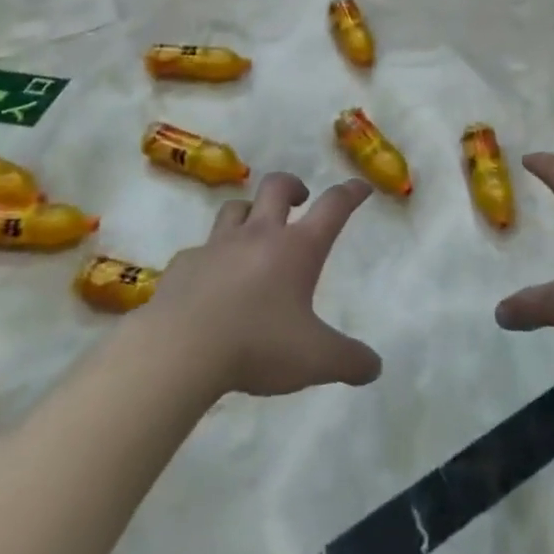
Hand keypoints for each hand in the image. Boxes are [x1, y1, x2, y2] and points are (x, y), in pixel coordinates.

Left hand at [149, 173, 380, 397]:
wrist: (178, 350)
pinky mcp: (183, 264)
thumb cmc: (256, 345)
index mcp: (297, 248)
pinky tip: (209, 278)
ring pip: (235, 208)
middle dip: (292, 186)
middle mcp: (259, 235)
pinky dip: (209, 256)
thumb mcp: (314, 360)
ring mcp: (217, 246)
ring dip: (249, 211)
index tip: (360, 186)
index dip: (350, 193)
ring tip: (254, 229)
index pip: (333, 207)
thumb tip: (375, 367)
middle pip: (277, 187)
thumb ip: (348, 361)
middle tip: (300, 199)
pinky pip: (199, 249)